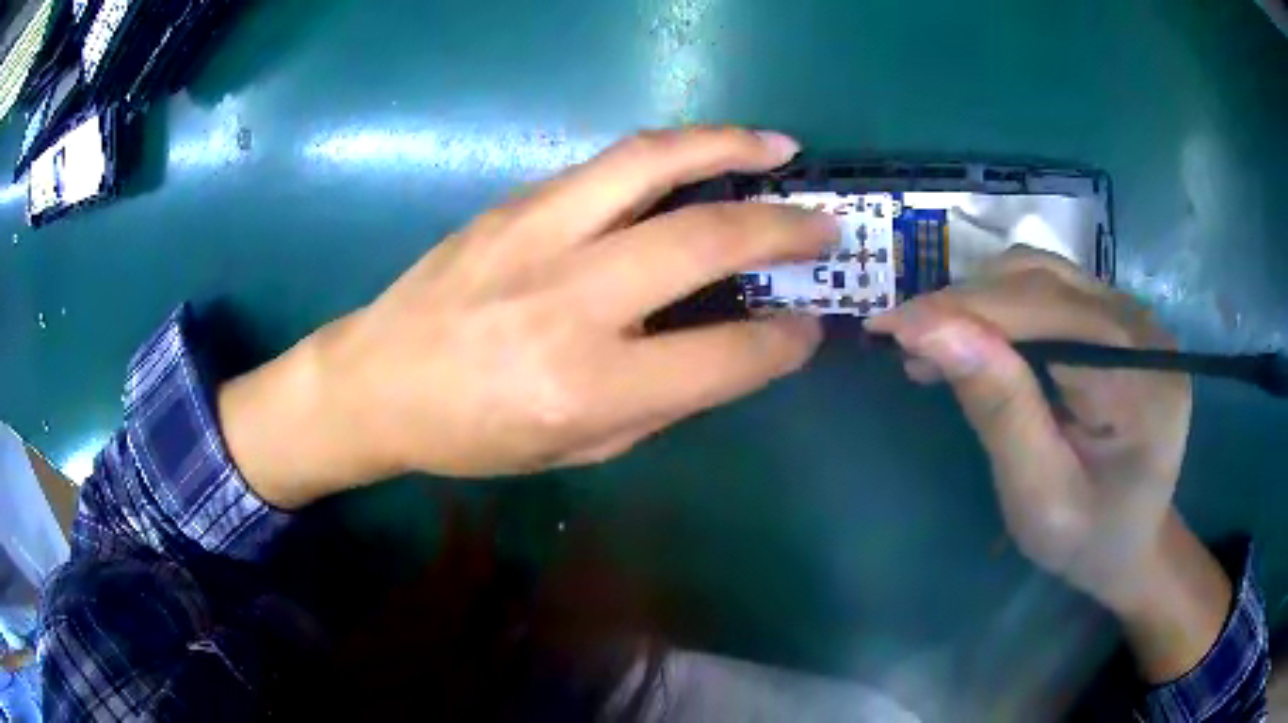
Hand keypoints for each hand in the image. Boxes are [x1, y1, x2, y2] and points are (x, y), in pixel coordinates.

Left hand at [219, 127, 836, 505]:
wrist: (375, 380)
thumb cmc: (471, 436)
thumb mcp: (576, 449)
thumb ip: (661, 401)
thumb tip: (730, 352)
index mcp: (587, 386)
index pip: (723, 357)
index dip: (783, 343)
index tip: (810, 328)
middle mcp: (570, 299)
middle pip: (704, 238)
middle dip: (784, 226)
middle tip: (825, 223)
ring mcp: (537, 234)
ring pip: (654, 163)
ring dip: (729, 145)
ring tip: (778, 148)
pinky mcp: (513, 203)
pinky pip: (607, 165)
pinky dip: (670, 155)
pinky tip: (697, 159)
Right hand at [867, 248, 1229, 680]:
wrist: (1131, 540)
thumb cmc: (1087, 538)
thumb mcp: (1039, 495)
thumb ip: (998, 409)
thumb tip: (930, 329)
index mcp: (1140, 377)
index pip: (1045, 313)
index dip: (966, 310)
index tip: (889, 326)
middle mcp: (1142, 327)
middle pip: (1042, 281)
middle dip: (966, 303)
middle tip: (903, 339)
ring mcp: (1132, 316)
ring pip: (1041, 274)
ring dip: (980, 299)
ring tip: (935, 340)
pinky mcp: (1116, 318)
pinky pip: (1050, 289)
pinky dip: (1002, 305)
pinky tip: (975, 337)